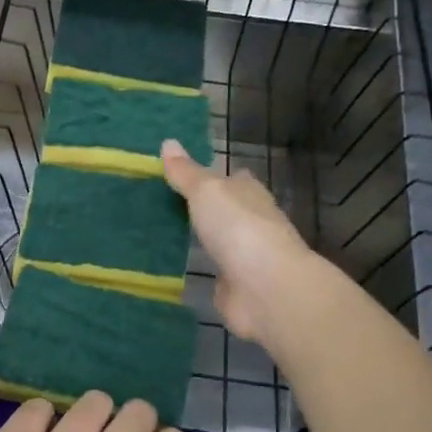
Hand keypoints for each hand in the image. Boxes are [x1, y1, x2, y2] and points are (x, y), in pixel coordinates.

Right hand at [162, 139, 318, 345]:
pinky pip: (215, 273)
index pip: (234, 179)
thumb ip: (186, 173)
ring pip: (221, 242)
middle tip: (167, 204)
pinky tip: (179, 268)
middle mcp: (252, 222)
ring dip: (204, 240)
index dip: (213, 175)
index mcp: (250, 193)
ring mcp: (247, 257)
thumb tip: (168, 142)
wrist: (265, 289)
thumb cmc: (238, 228)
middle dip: (206, 208)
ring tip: (166, 234)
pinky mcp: (237, 286)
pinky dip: (203, 270)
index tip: (184, 175)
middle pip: (228, 210)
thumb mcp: (206, 191)